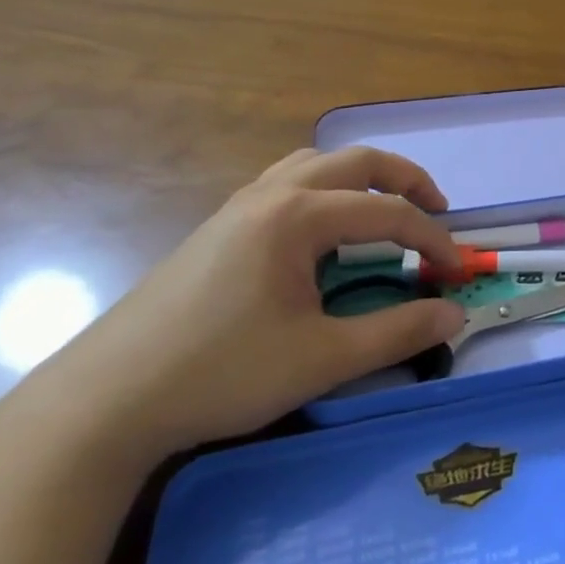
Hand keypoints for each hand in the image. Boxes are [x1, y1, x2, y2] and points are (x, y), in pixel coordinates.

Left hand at [25, 147, 465, 461]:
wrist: (106, 401)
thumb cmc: (221, 373)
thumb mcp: (322, 358)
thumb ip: (397, 332)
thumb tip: (454, 314)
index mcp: (298, 216)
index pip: (388, 212)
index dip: (432, 239)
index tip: (458, 271)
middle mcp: (272, 194)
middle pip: (356, 162)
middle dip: (406, 180)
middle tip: (437, 211)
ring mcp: (239, 206)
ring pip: (316, 164)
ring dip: (362, 177)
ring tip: (386, 207)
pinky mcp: (219, 227)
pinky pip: (287, 182)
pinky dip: (325, 188)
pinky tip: (323, 228)